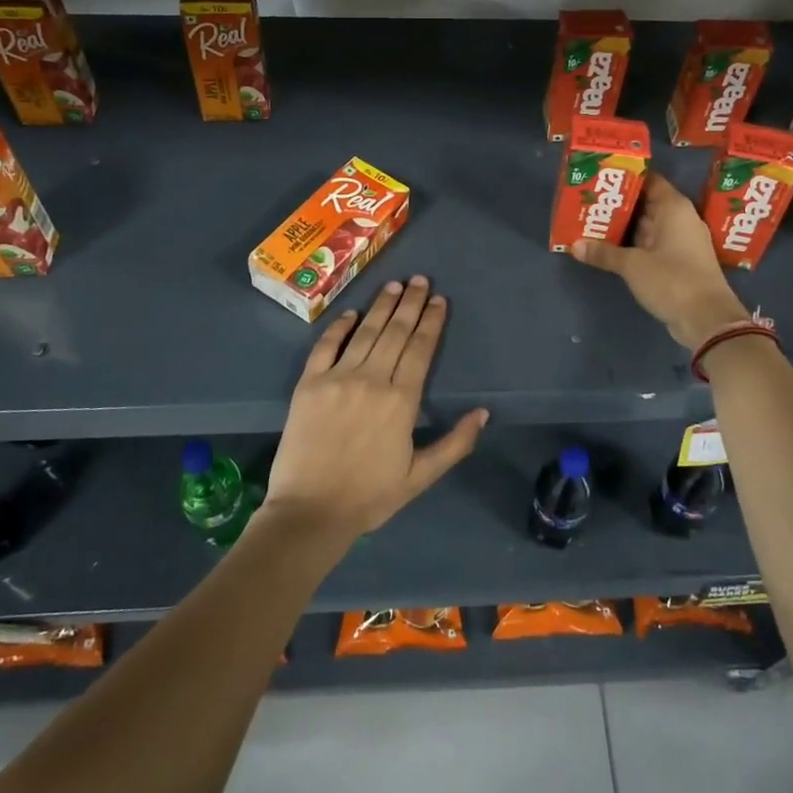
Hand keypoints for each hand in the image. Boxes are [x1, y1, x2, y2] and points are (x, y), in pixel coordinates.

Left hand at [264, 275, 487, 539]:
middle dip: (411, 303)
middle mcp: (372, 379)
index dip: (432, 322)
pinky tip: (351, 313)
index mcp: (402, 401)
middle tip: (420, 279)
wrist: (310, 512)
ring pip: (366, 332)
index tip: (439, 300)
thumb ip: (455, 443)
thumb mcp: (421, 476)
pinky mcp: (309, 383)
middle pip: (396, 332)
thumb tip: (484, 412)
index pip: (421, 349)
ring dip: (382, 306)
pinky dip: (339, 326)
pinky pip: (326, 345)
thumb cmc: (370, 496)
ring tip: (395, 285)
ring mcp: (338, 378)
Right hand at [572, 173, 748, 349]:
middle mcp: (680, 219)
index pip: (649, 180)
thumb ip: (604, 253)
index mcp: (674, 208)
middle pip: (646, 203)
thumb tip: (574, 246)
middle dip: (619, 204)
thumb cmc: (672, 279)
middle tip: (589, 201)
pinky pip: (651, 245)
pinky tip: (609, 247)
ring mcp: (681, 242)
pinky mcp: (679, 263)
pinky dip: (633, 245)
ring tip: (592, 222)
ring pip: (647, 226)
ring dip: (624, 227)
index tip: (601, 177)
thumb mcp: (632, 265)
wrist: (707, 319)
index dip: (626, 177)